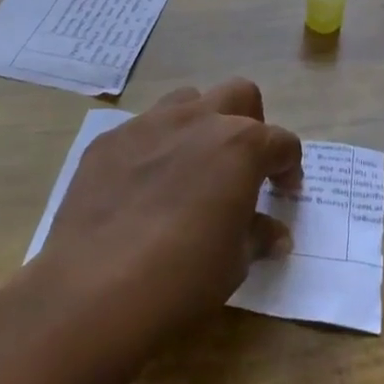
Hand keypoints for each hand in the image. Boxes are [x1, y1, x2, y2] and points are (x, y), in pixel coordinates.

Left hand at [40, 78, 302, 345]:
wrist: (94, 288)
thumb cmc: (183, 277)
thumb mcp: (235, 262)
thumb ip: (257, 235)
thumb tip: (273, 233)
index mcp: (241, 145)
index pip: (281, 141)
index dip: (289, 166)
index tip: (285, 192)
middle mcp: (199, 120)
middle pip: (239, 95)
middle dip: (249, 122)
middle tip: (242, 165)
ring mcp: (149, 124)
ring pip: (187, 101)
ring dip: (200, 125)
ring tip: (191, 168)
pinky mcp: (108, 141)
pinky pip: (141, 131)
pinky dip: (154, 149)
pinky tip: (142, 190)